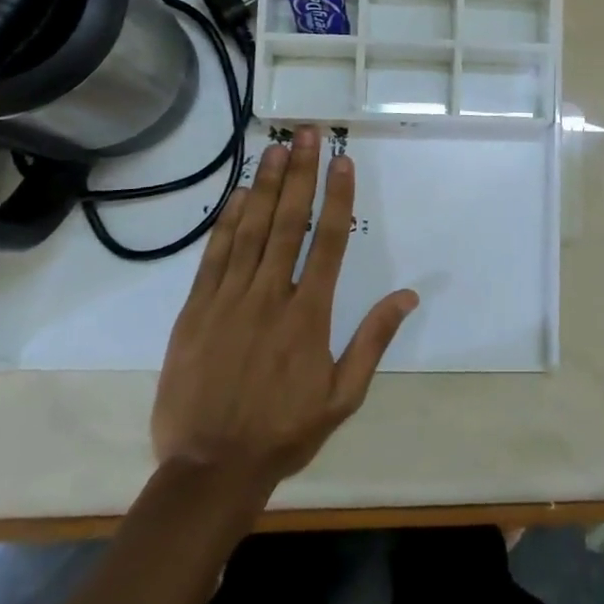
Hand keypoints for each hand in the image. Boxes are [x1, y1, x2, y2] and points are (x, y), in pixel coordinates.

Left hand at [151, 126, 417, 493]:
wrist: (209, 470)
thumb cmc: (284, 432)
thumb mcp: (342, 396)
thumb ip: (373, 341)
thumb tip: (408, 295)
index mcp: (309, 316)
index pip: (328, 242)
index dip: (336, 198)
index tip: (342, 161)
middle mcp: (269, 297)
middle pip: (288, 223)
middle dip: (300, 175)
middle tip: (308, 134)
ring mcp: (228, 301)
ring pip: (250, 231)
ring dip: (264, 186)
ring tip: (276, 148)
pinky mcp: (195, 312)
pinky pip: (214, 257)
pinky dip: (226, 223)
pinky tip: (236, 195)